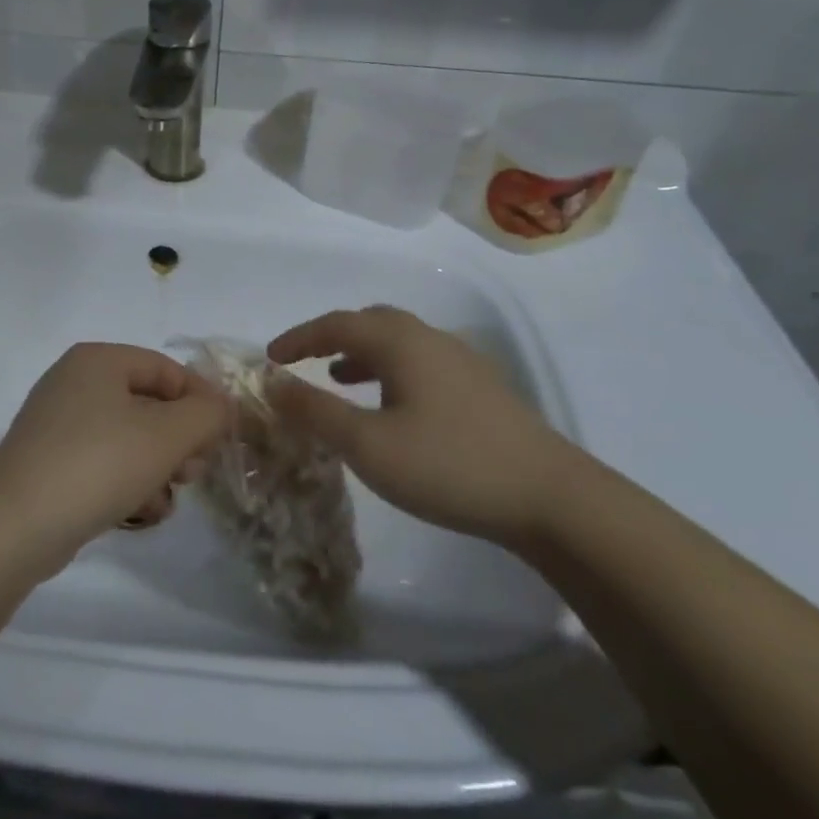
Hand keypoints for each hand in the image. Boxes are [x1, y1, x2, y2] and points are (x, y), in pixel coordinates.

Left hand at [0, 343, 228, 569]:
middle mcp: (75, 382)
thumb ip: (206, 414)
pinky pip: (103, 462)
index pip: (166, 369)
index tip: (223, 436)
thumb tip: (221, 406)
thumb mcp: (167, 435)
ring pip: (128, 437)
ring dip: (157, 466)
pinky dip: (127, 482)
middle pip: (147, 403)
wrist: (16, 525)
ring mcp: (57, 424)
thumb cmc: (99, 463)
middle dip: (179, 439)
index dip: (201, 399)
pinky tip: (141, 513)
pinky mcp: (49, 462)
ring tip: (169, 497)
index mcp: (99, 360)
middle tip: (195, 472)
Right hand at [266, 306, 581, 548]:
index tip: (270, 358)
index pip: (336, 324)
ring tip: (339, 379)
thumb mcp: (367, 444)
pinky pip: (420, 363)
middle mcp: (430, 338)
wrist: (549, 496)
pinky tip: (392, 406)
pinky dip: (390, 371)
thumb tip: (273, 382)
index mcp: (400, 341)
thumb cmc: (447, 464)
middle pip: (370, 322)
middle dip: (331, 338)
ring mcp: (461, 361)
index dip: (299, 338)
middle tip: (303, 362)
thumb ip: (315, 410)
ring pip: (398, 342)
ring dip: (362, 354)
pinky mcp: (481, 388)